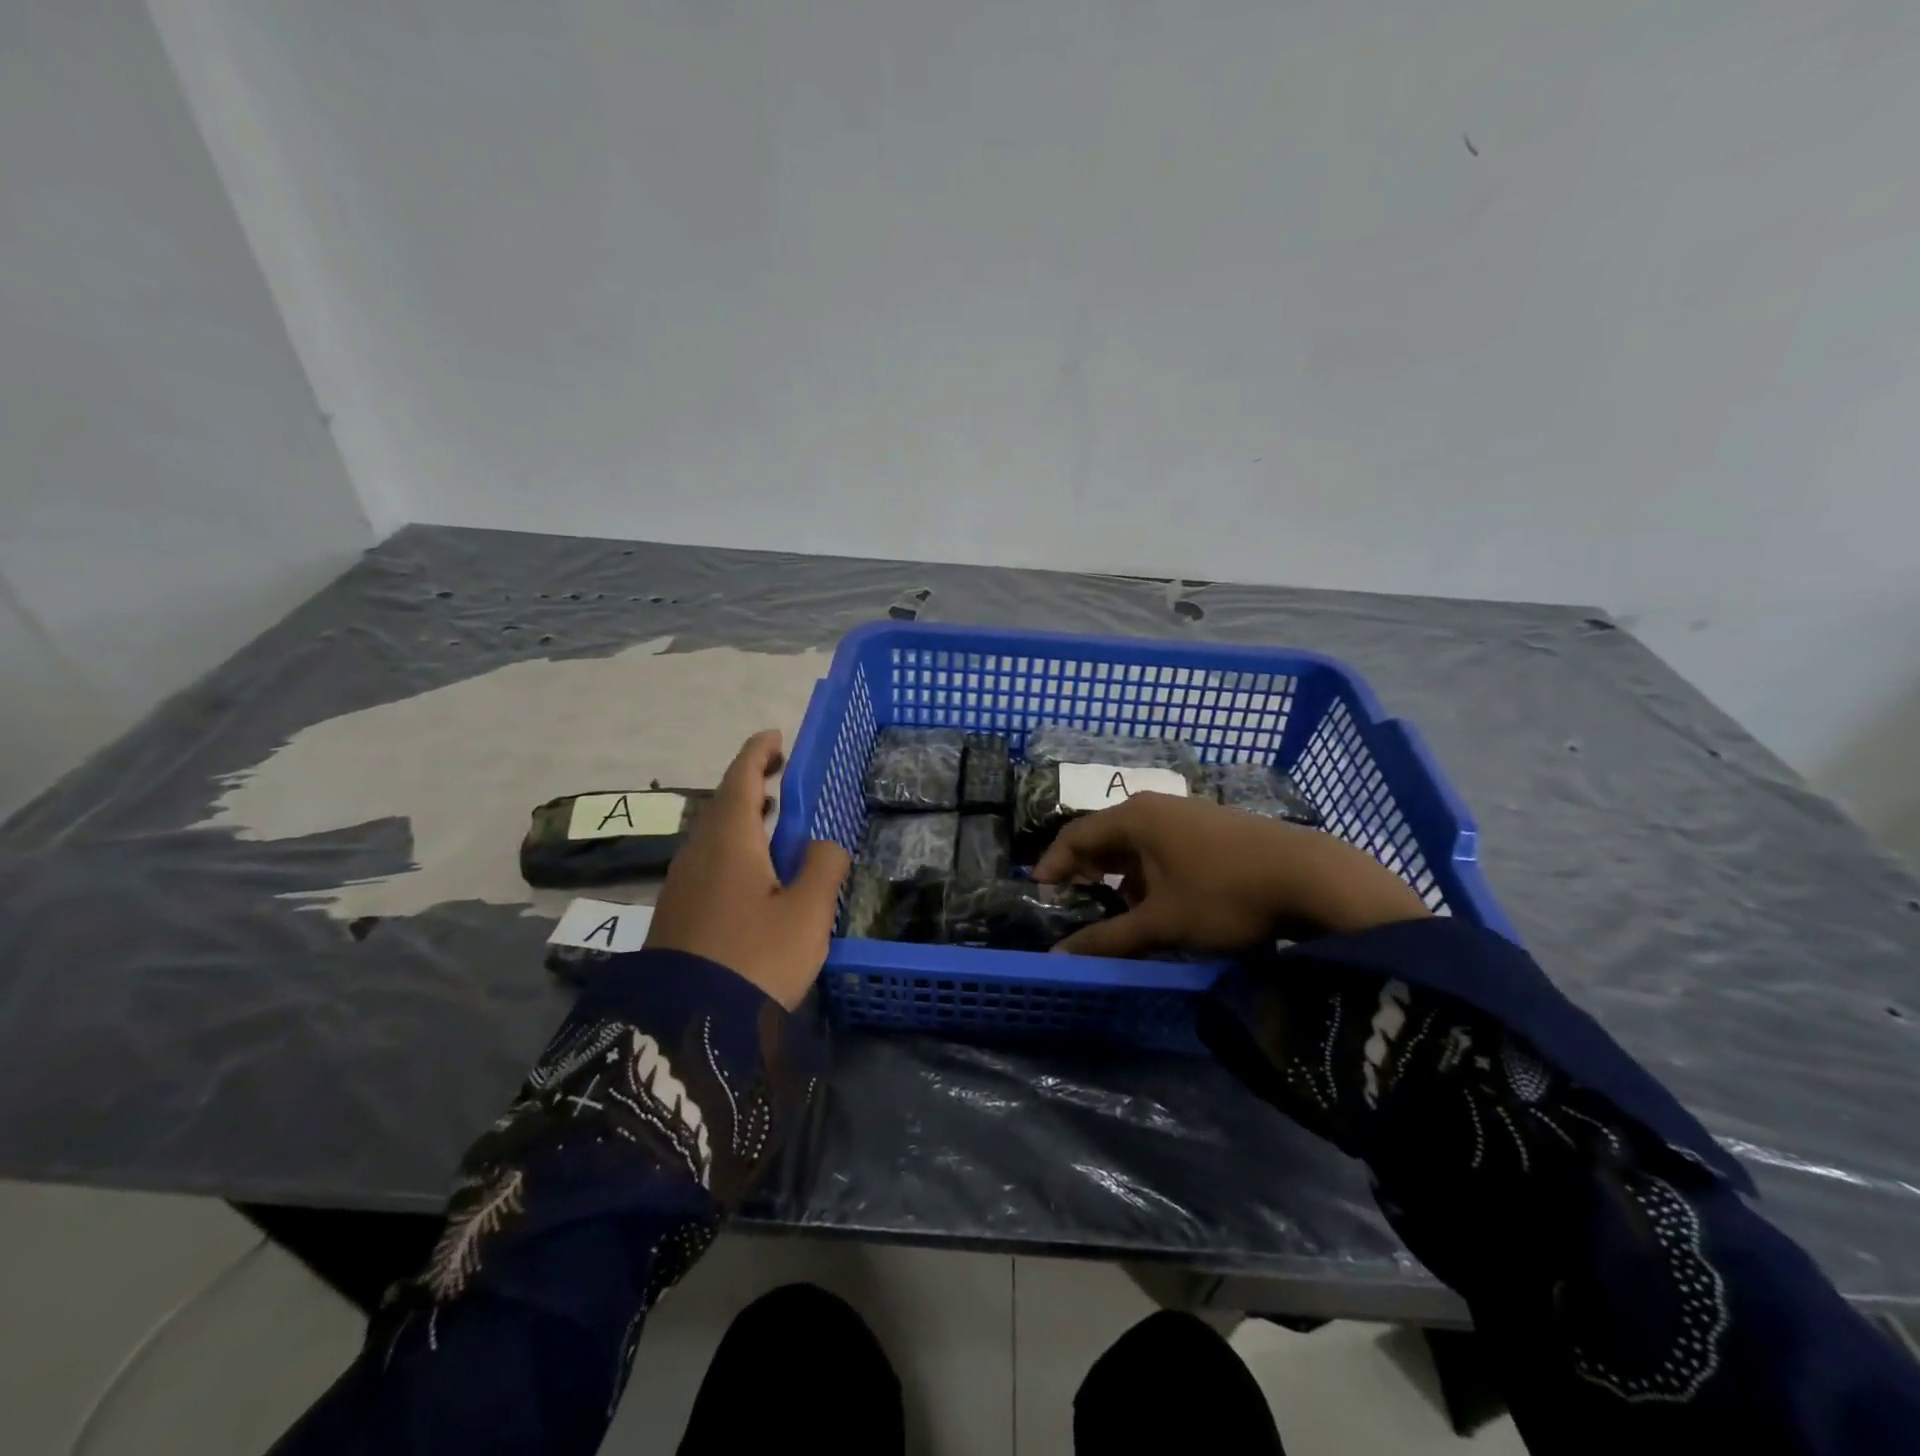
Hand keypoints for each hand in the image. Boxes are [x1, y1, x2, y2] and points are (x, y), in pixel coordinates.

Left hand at [646, 730, 850, 1008]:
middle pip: (723, 802)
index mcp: (730, 839)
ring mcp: (682, 882)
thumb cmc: (756, 958)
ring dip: (741, 816)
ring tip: (771, 818)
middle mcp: (699, 851)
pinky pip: (707, 860)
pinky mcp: (677, 911)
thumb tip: (825, 843)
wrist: (687, 1026)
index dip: (758, 753)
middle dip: (751, 782)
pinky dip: (732, 846)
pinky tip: (751, 870)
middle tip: (779, 774)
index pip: (742, 778)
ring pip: (713, 833)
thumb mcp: (807, 913)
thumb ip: (824, 867)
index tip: (775, 736)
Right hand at [1031, 792, 1429, 957]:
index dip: (1053, 865)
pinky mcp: (1211, 827)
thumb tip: (1057, 958)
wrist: (1310, 877)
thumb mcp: (1161, 923)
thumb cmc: (1223, 894)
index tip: (1039, 894)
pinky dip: (1149, 873)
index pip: (1075, 836)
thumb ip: (1107, 939)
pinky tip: (1162, 904)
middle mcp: (1154, 806)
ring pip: (1136, 844)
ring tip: (1120, 914)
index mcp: (1133, 817)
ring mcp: (1186, 813)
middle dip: (1086, 873)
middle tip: (1075, 907)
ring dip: (1121, 877)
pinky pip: (1163, 846)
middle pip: (1104, 836)